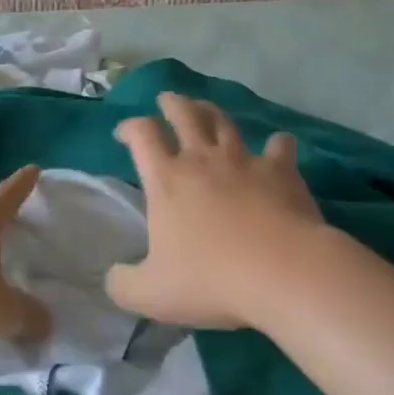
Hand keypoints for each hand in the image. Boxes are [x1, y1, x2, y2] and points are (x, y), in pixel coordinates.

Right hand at [105, 93, 327, 330]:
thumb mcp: (151, 294)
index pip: (142, 136)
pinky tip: (278, 146)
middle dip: (172, 103)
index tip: (124, 133)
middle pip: (183, 114)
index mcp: (167, 180)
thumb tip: (112, 277)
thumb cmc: (211, 279)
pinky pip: (279, 146)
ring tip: (206, 110)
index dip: (130, 127)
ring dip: (211, 112)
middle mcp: (202, 159)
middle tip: (167, 100)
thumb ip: (123, 284)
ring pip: (224, 122)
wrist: (281, 271)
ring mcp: (244, 160)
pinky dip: (277, 144)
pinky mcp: (280, 171)